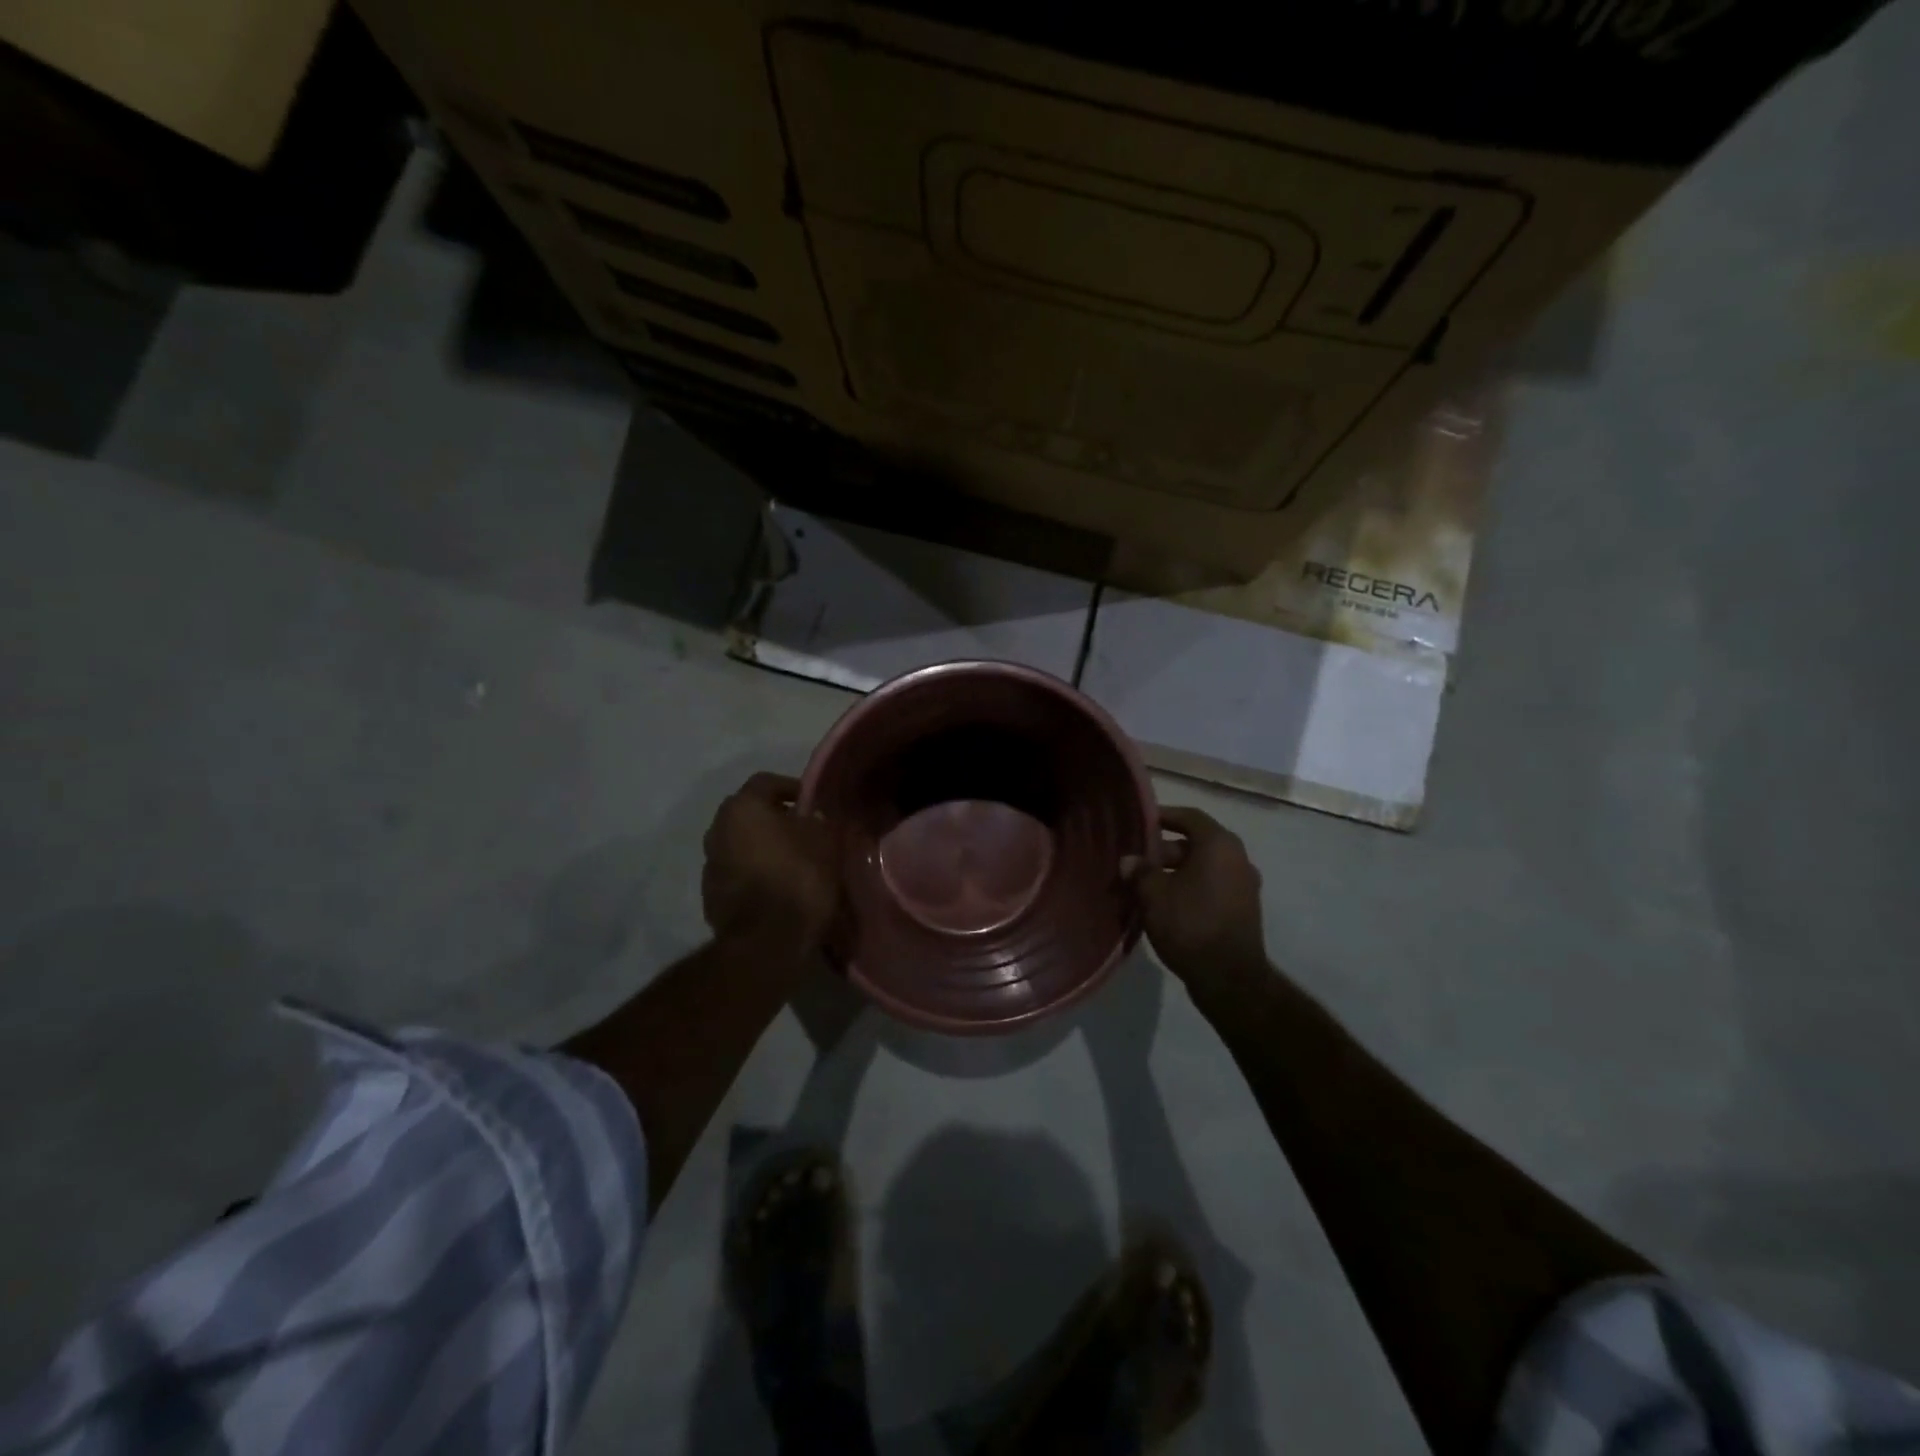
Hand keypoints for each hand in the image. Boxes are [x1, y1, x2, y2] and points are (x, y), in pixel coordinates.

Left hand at [702, 773, 839, 956]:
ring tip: (794, 862)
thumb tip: (818, 817)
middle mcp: (717, 829)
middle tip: (806, 831)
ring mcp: (710, 864)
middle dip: (777, 819)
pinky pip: (738, 872)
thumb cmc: (799, 878)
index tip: (815, 805)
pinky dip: (756, 873)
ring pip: (742, 844)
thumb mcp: (827, 841)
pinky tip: (779, 887)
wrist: (767, 942)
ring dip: (764, 847)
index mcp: (742, 807)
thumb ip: (822, 820)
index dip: (794, 788)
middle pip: (750, 813)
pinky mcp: (711, 896)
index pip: (767, 781)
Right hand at [1125, 807, 1269, 999]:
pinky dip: (1189, 888)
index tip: (1140, 823)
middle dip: (1163, 851)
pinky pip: (1212, 886)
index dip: (1163, 816)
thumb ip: (1140, 872)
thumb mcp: (1154, 895)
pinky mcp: (1243, 908)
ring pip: (1202, 867)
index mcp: (1219, 845)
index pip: (1189, 817)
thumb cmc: (1190, 925)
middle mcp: (1237, 858)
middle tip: (1135, 864)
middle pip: (1195, 843)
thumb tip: (1130, 861)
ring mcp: (1244, 884)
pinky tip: (1166, 905)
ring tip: (1145, 887)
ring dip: (1174, 872)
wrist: (1229, 978)